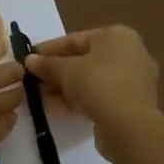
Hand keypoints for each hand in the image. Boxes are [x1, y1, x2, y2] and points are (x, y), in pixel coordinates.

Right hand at [25, 25, 159, 161]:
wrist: (129, 126)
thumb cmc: (98, 84)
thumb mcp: (66, 70)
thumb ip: (46, 64)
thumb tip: (29, 60)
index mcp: (118, 36)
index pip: (76, 39)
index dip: (49, 49)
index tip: (29, 58)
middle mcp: (130, 54)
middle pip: (84, 60)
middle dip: (56, 72)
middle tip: (34, 80)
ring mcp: (133, 81)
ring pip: (91, 81)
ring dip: (64, 88)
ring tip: (40, 98)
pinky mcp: (131, 104)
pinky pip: (100, 96)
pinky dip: (79, 100)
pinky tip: (55, 109)